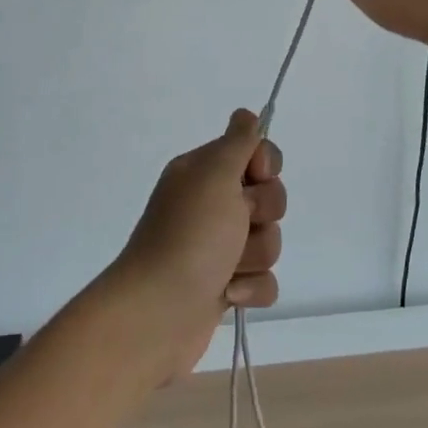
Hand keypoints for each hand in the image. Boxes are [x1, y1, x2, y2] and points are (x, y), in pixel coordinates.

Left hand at [102, 110, 284, 383]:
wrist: (158, 313)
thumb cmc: (190, 235)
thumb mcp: (214, 174)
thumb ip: (238, 141)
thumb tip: (246, 114)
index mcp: (203, 173)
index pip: (255, 152)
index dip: (265, 164)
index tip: (255, 177)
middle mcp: (209, 205)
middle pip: (268, 197)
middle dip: (263, 214)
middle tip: (238, 223)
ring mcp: (217, 248)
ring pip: (269, 240)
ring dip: (256, 255)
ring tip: (228, 268)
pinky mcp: (225, 286)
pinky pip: (264, 279)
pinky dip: (251, 288)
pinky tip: (228, 294)